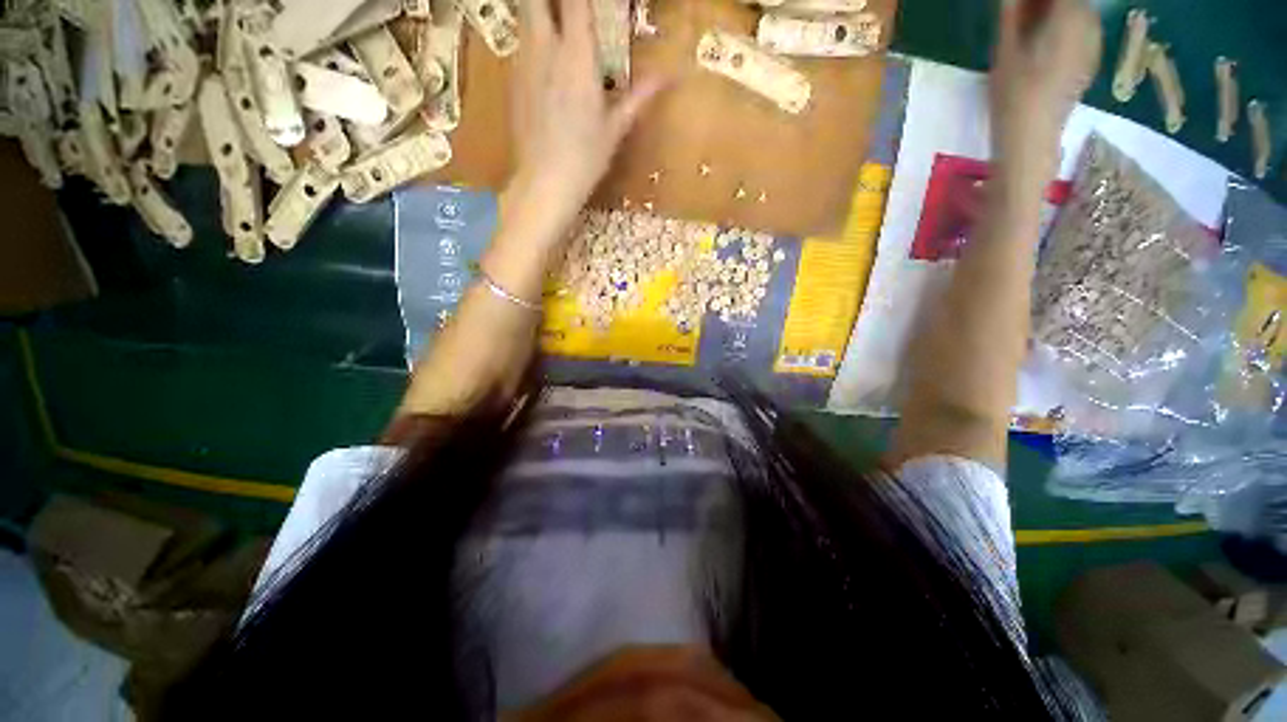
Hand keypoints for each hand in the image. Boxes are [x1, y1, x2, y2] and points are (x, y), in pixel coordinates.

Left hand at [508, 0, 666, 218]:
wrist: (545, 183)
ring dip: (539, 15)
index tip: (595, 4)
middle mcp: (544, 50)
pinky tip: (544, 66)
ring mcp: (523, 65)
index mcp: (576, 58)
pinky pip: (519, 47)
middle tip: (568, 12)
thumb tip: (669, 76)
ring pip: (524, 18)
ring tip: (556, 28)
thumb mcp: (615, 129)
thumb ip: (639, 96)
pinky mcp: (511, 83)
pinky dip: (532, 42)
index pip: (577, 2)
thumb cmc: (585, 158)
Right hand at [990, 0, 1100, 181]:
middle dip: (1047, 5)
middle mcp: (1090, 20)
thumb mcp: (1005, 47)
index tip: (1019, 5)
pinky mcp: (1091, 57)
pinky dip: (1063, 27)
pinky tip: (1044, 42)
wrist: (1032, 137)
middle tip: (1021, 13)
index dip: (1036, 0)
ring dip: (1055, 13)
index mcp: (1071, 12)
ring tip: (1029, 28)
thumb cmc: (1013, 93)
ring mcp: (1094, 40)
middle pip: (1070, 0)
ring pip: (1076, 11)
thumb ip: (1012, 11)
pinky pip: (1080, 29)